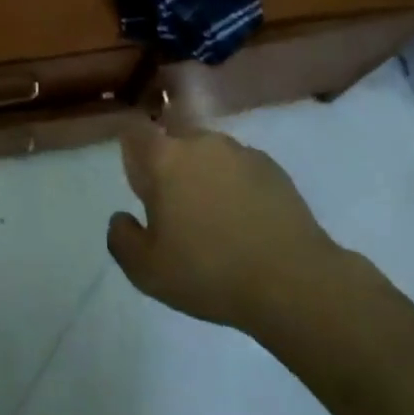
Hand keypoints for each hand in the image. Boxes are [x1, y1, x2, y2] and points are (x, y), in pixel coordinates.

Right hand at [107, 121, 341, 335]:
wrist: (292, 281)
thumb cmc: (209, 272)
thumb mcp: (148, 271)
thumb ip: (122, 239)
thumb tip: (121, 218)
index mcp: (165, 159)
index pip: (135, 132)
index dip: (133, 152)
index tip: (140, 181)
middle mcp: (200, 142)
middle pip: (174, 140)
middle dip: (171, 166)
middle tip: (177, 210)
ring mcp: (240, 151)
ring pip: (209, 154)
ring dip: (205, 175)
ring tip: (216, 219)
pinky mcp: (272, 167)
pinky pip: (241, 168)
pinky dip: (236, 185)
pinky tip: (246, 222)